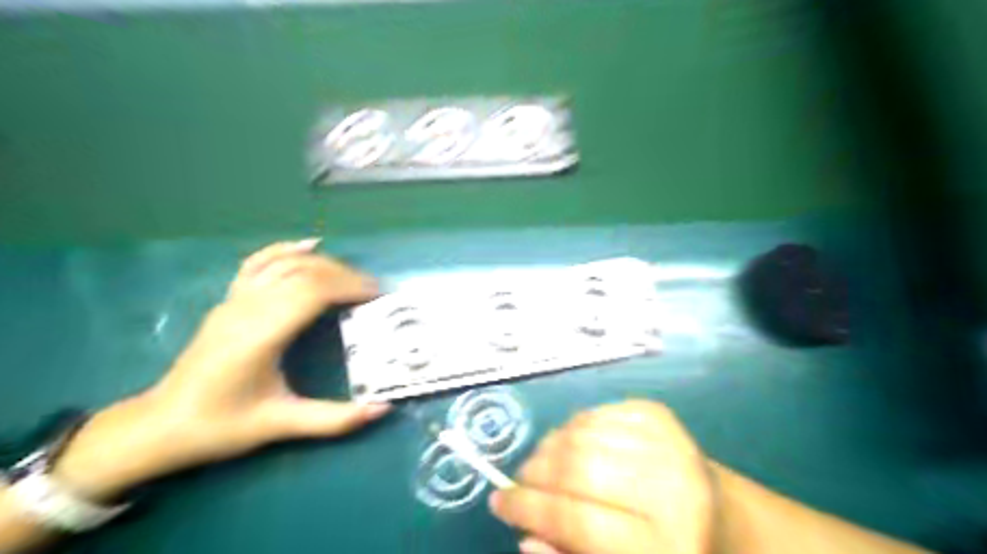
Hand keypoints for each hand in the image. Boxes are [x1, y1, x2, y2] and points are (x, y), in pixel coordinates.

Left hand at [51, 240, 388, 500]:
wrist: (159, 426)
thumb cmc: (220, 427)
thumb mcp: (280, 425)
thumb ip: (333, 419)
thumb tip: (382, 410)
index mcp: (259, 335)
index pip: (312, 292)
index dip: (348, 286)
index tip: (376, 295)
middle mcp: (246, 309)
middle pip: (304, 272)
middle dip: (344, 275)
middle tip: (373, 290)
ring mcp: (234, 301)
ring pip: (285, 264)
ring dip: (324, 264)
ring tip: (352, 277)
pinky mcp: (228, 301)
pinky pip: (259, 264)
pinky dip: (286, 250)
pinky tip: (308, 245)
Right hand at [491, 401, 719, 553]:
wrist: (719, 516)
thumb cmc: (663, 551)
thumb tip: (525, 535)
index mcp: (664, 544)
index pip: (579, 521)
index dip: (528, 509)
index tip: (498, 502)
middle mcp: (671, 488)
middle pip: (580, 468)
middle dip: (535, 473)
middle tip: (518, 482)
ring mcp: (667, 443)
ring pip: (583, 433)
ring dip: (548, 447)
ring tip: (540, 464)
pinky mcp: (659, 415)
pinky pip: (596, 412)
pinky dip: (572, 426)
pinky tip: (569, 443)